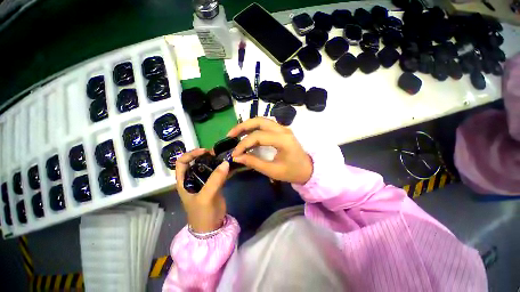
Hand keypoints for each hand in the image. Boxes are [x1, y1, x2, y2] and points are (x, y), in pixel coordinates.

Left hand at [175, 148, 228, 232]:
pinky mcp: (215, 185)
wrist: (212, 228)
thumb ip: (215, 179)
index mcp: (184, 181)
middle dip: (206, 156)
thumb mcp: (206, 197)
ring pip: (209, 167)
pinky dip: (224, 168)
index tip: (204, 151)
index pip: (182, 162)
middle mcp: (193, 179)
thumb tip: (225, 162)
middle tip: (217, 154)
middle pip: (197, 162)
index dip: (191, 154)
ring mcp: (205, 182)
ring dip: (216, 161)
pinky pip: (219, 173)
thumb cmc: (202, 214)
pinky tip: (232, 166)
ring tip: (226, 157)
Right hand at [228, 117, 312, 184]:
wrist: (308, 169)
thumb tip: (237, 157)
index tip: (235, 154)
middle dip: (242, 126)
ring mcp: (283, 128)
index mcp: (283, 140)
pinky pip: (265, 124)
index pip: (258, 137)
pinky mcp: (281, 130)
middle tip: (230, 135)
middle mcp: (283, 129)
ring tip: (236, 133)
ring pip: (262, 120)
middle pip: (259, 121)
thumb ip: (254, 162)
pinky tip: (247, 133)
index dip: (244, 144)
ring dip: (247, 125)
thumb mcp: (273, 171)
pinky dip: (254, 127)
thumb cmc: (293, 172)